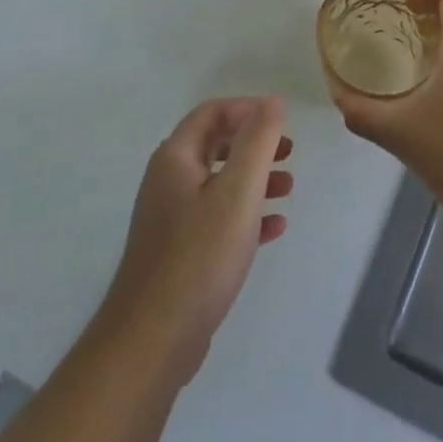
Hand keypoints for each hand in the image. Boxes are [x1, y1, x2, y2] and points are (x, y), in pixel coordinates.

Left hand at [97, 97, 292, 382]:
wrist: (153, 340)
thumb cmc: (200, 255)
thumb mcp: (238, 191)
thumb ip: (258, 142)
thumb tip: (272, 101)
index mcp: (176, 158)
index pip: (212, 113)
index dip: (247, 109)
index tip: (281, 120)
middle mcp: (169, 181)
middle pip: (216, 145)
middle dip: (255, 145)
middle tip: (289, 152)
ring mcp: (172, 218)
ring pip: (220, 183)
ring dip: (255, 179)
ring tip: (289, 188)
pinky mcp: (180, 252)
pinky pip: (218, 219)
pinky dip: (246, 215)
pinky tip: (274, 228)